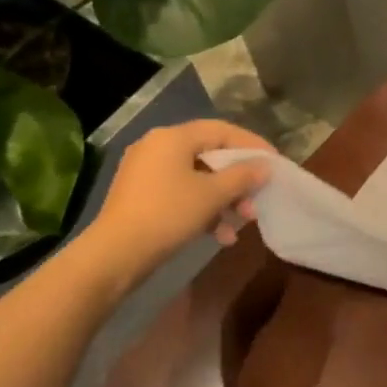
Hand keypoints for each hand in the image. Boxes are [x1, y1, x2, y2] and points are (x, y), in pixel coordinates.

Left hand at [84, 120, 273, 279]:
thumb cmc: (167, 214)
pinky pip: (180, 194)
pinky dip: (202, 209)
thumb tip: (264, 166)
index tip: (273, 163)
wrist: (114, 256)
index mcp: (173, 137)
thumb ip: (242, 176)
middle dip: (237, 180)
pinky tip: (220, 236)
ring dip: (223, 199)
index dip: (251, 145)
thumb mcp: (212, 195)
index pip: (222, 130)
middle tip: (257, 199)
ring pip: (197, 178)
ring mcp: (146, 172)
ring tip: (243, 221)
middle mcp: (157, 147)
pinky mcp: (140, 196)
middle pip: (210, 155)